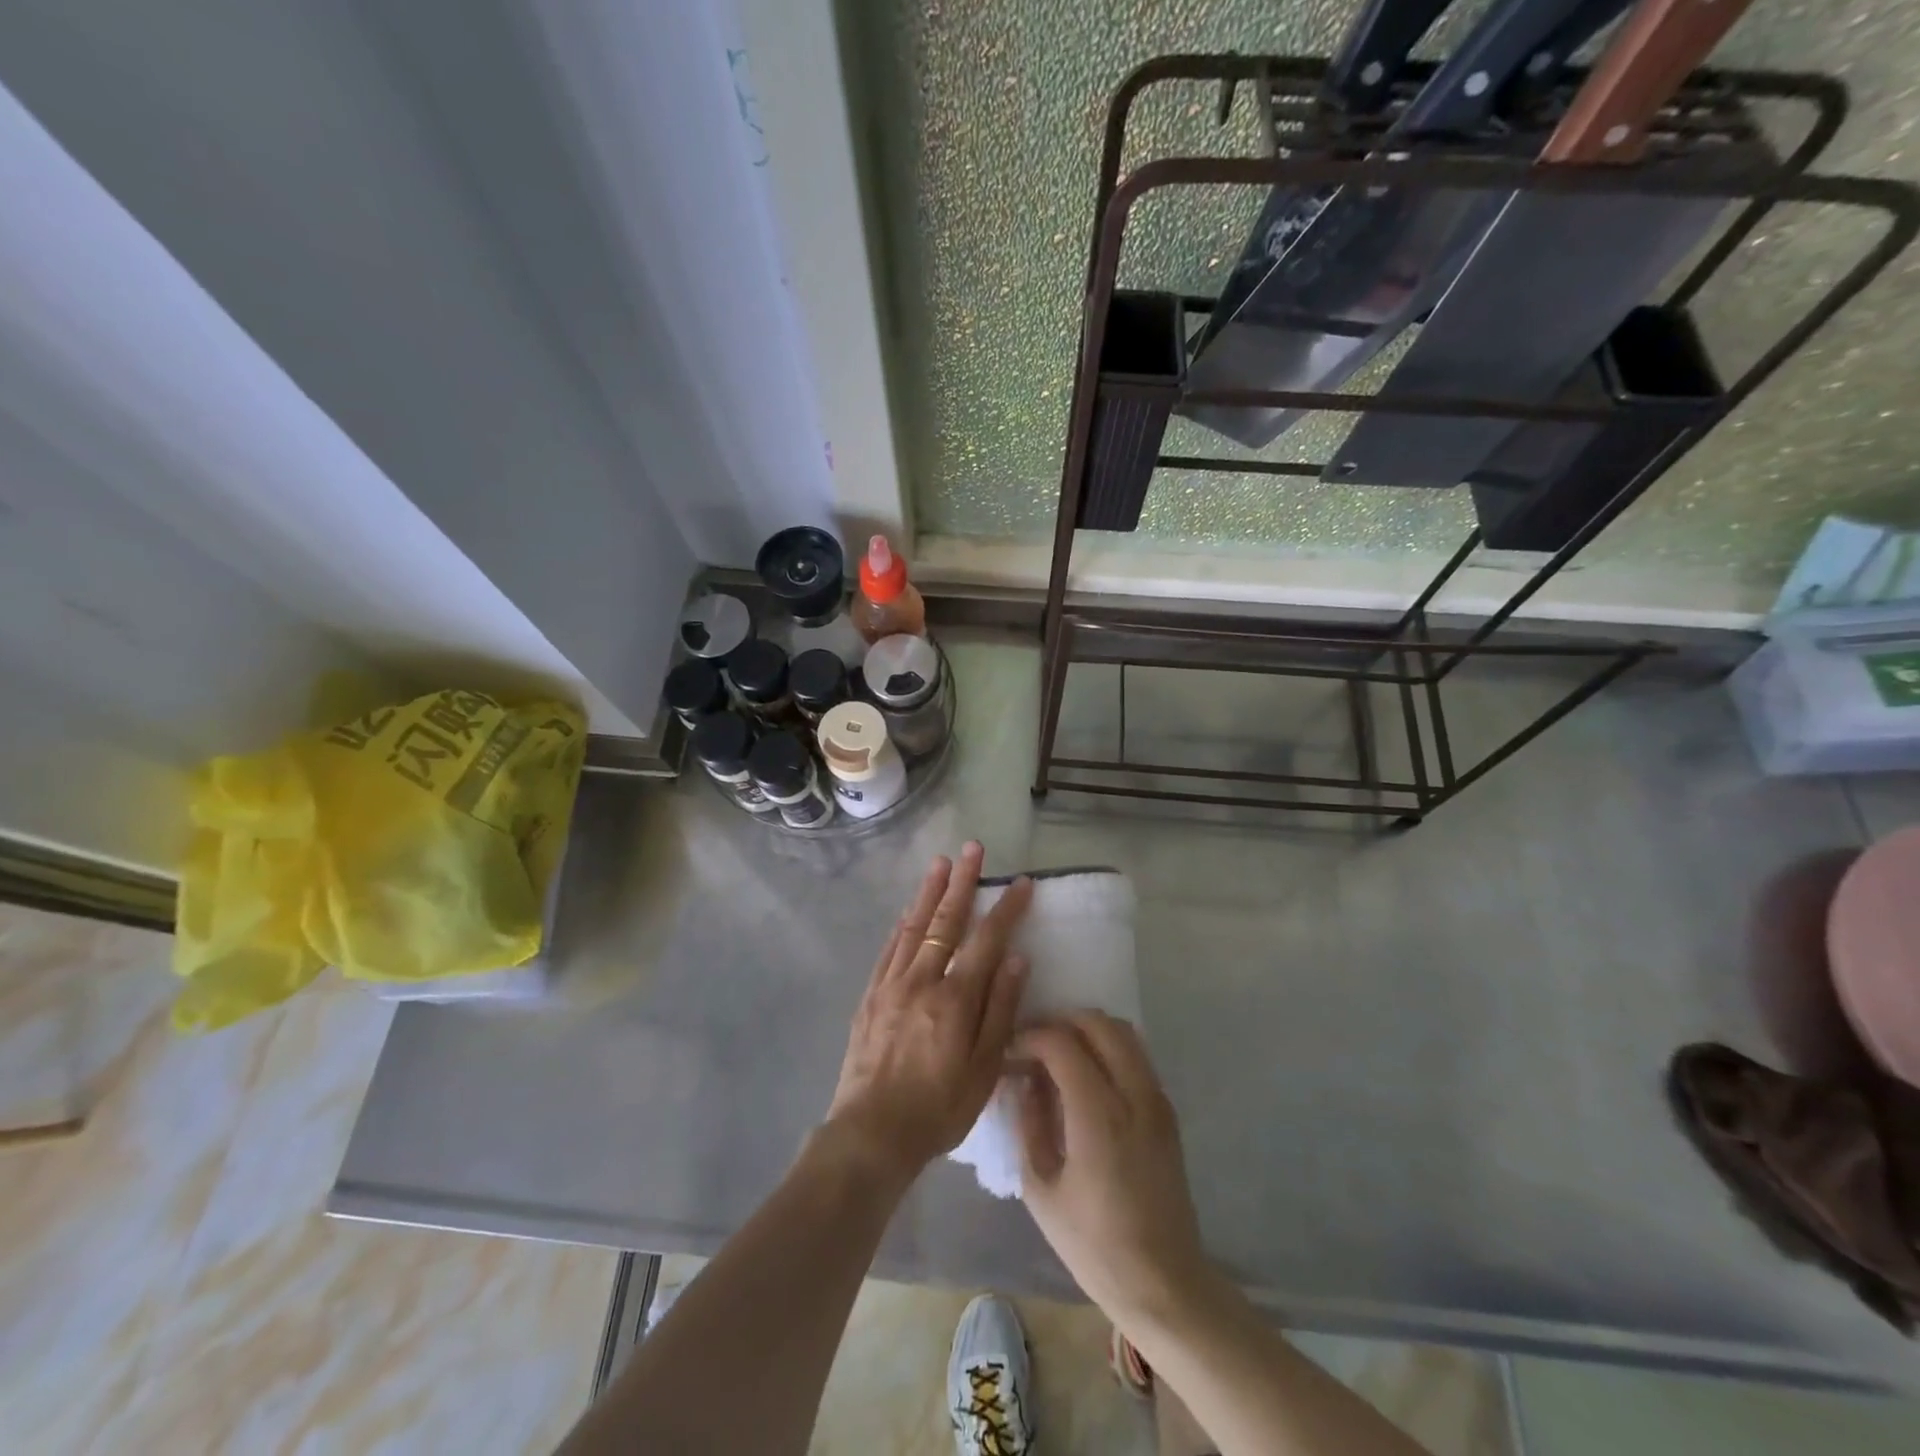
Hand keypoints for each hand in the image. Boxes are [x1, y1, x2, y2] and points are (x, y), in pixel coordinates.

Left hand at [826, 842, 1032, 1185]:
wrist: (871, 1133)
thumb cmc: (938, 1108)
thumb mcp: (984, 1069)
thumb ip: (1000, 1010)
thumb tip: (1017, 959)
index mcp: (954, 998)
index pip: (986, 940)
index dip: (1006, 909)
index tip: (1021, 882)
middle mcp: (921, 980)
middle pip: (945, 921)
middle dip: (962, 882)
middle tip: (973, 849)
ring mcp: (891, 985)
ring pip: (913, 927)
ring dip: (929, 893)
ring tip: (941, 864)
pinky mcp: (870, 996)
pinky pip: (889, 949)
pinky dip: (902, 925)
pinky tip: (908, 911)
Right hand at [1014, 1012, 1213, 1329]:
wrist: (1163, 1283)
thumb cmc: (1094, 1245)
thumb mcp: (1041, 1189)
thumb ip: (1029, 1123)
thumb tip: (1023, 1080)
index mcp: (1099, 1115)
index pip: (1061, 1043)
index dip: (1030, 1037)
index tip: (1010, 1052)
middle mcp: (1134, 1095)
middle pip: (1097, 1022)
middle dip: (1059, 1022)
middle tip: (1033, 1045)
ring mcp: (1157, 1099)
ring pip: (1122, 1031)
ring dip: (1086, 1030)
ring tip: (1059, 1054)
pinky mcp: (1167, 1110)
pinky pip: (1136, 1054)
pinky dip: (1108, 1047)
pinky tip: (1086, 1076)